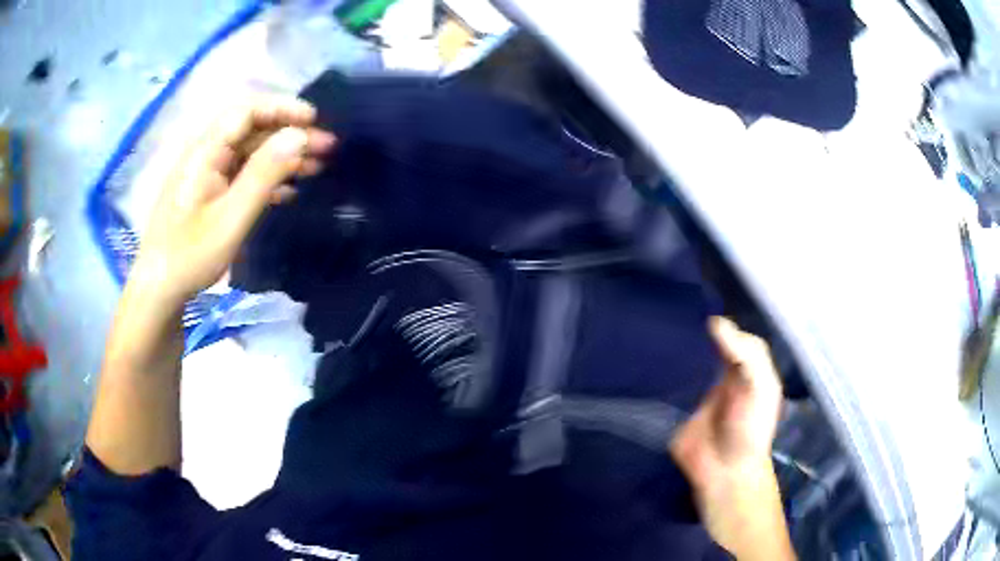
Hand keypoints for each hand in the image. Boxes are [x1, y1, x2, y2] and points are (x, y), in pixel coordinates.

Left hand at [130, 96, 335, 306]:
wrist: (159, 291)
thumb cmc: (190, 256)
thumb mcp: (231, 217)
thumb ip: (264, 173)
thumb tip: (299, 135)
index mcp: (205, 152)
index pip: (246, 111)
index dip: (282, 108)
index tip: (315, 119)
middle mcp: (206, 154)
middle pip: (251, 130)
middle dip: (289, 134)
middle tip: (327, 147)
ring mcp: (206, 175)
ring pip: (249, 153)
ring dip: (282, 156)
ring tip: (317, 167)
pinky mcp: (209, 194)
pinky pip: (241, 175)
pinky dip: (267, 178)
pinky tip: (289, 191)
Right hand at [669, 317, 792, 559]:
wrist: (723, 472)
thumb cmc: (749, 429)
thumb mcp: (759, 387)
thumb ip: (744, 355)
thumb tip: (715, 322)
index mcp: (744, 368)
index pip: (732, 336)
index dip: (719, 323)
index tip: (695, 307)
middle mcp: (721, 374)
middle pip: (707, 345)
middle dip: (692, 333)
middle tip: (666, 313)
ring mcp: (697, 390)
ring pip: (686, 361)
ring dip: (674, 350)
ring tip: (650, 330)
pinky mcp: (677, 406)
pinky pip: (668, 384)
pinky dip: (658, 372)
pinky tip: (642, 358)